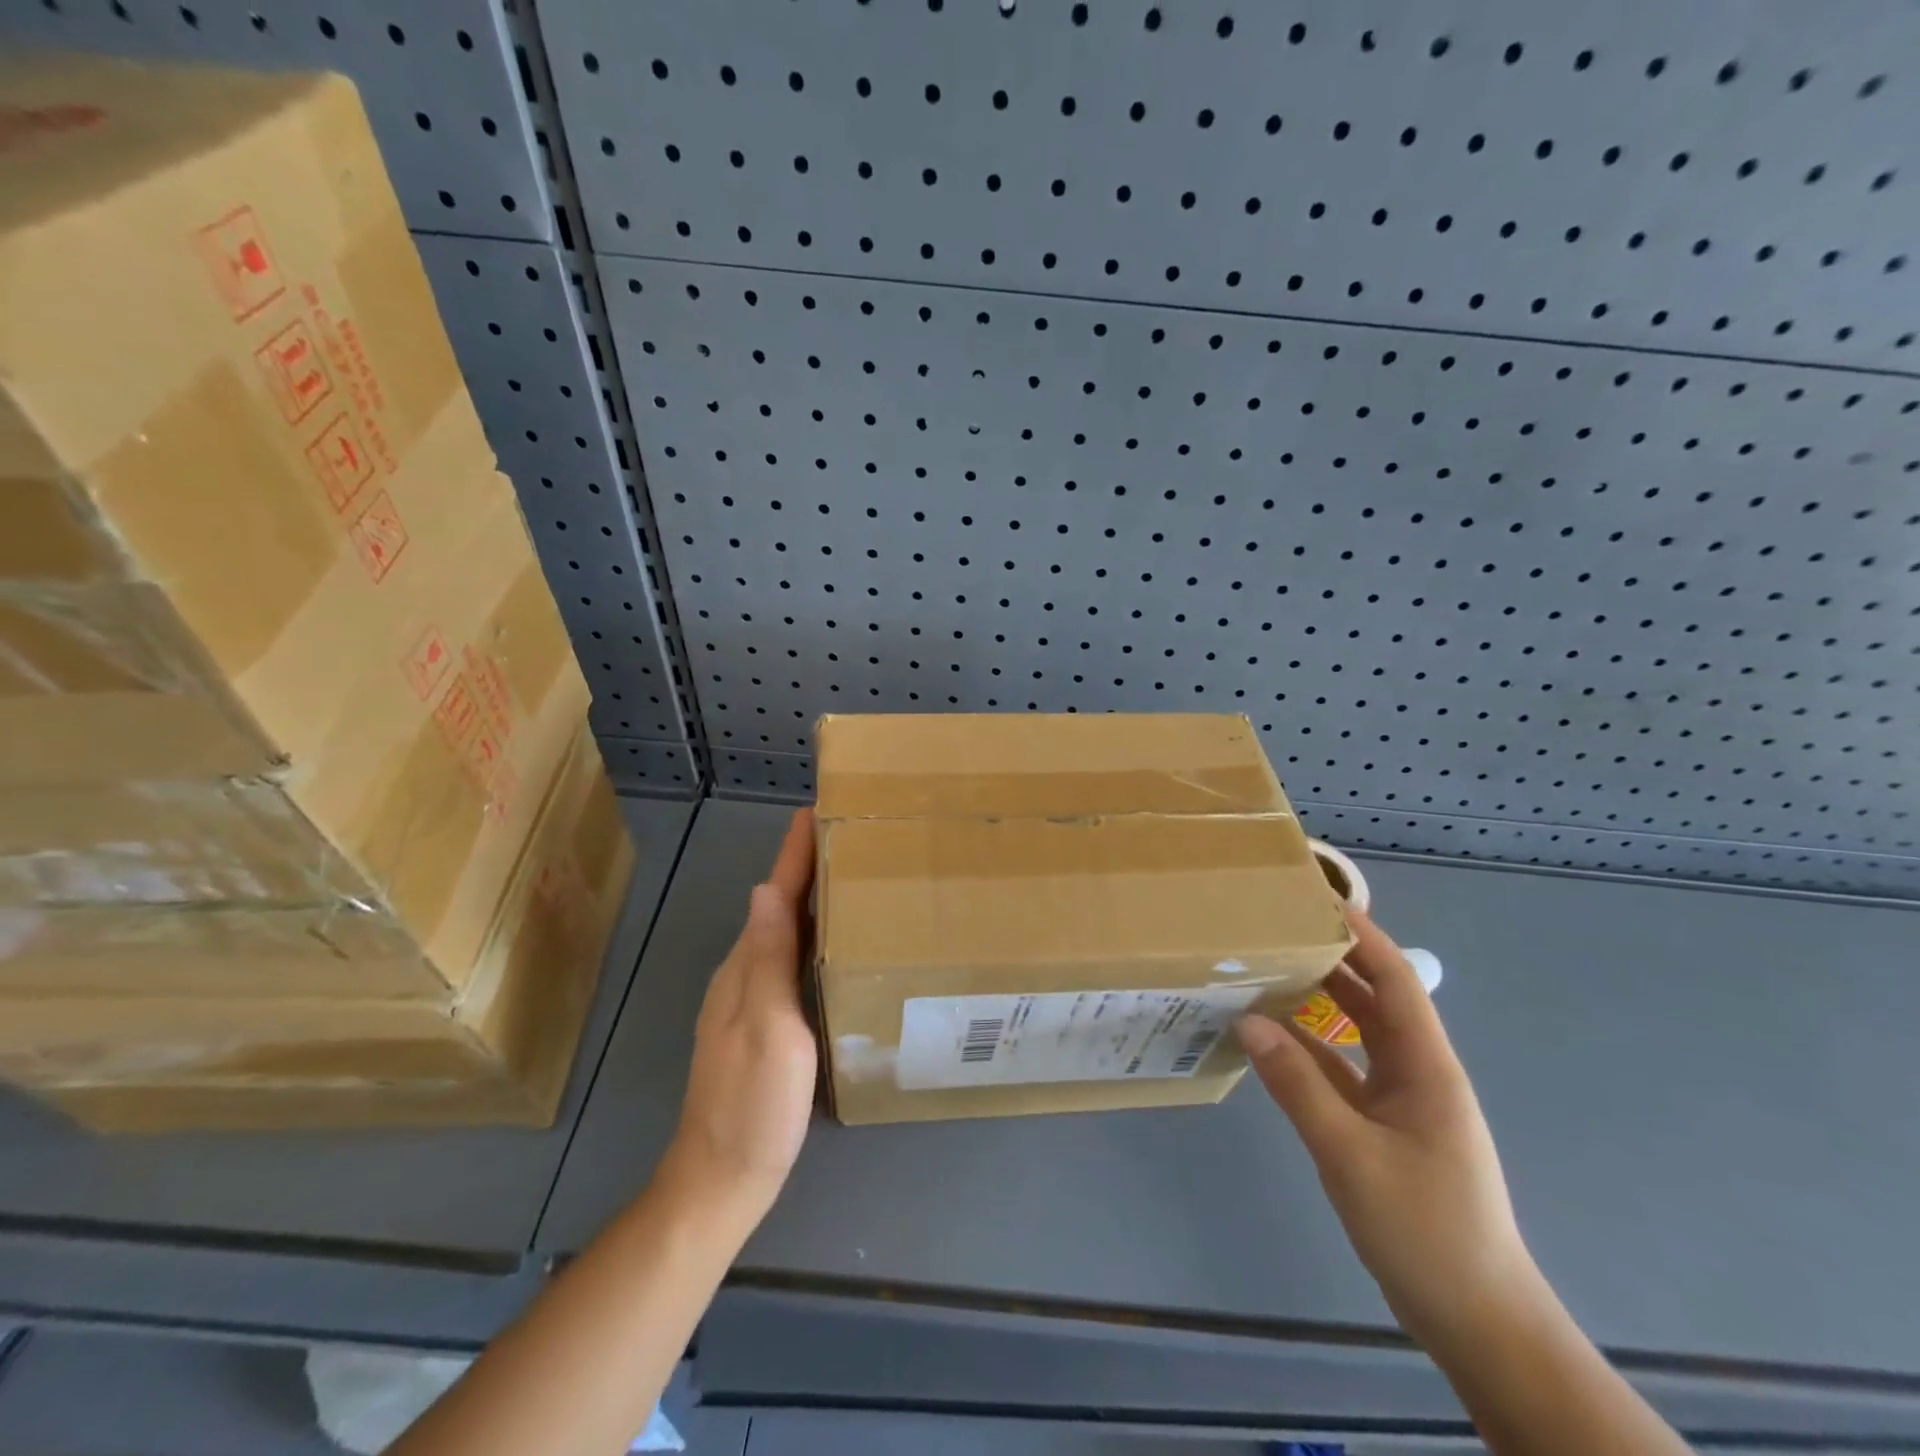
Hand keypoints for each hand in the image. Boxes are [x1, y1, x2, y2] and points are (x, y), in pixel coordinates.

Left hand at [667, 809, 817, 1217]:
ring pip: (785, 932)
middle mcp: (745, 973)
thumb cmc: (752, 1104)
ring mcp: (751, 1000)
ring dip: (812, 898)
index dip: (794, 852)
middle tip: (853, 835)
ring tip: (853, 876)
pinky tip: (837, 944)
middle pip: (778, 905)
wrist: (721, 1179)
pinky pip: (790, 960)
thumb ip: (767, 961)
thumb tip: (764, 889)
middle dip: (808, 866)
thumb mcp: (768, 1029)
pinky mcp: (765, 1023)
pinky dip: (813, 936)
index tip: (817, 809)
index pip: (775, 894)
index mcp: (747, 967)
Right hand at [1236, 909, 1541, 1353]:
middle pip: (1373, 998)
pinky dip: (1309, 1051)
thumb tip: (1248, 1020)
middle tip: (1277, 929)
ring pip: (1355, 1035)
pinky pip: (1342, 1072)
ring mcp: (1401, 1102)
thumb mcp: (1351, 1154)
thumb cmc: (1426, 1231)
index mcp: (1426, 1066)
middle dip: (1332, 958)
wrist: (1480, 1323)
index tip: (1316, 900)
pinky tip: (1271, 1042)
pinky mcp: (1384, 1129)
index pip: (1395, 978)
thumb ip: (1297, 1085)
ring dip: (1317, 1003)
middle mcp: (1416, 1072)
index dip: (1361, 935)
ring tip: (1265, 971)